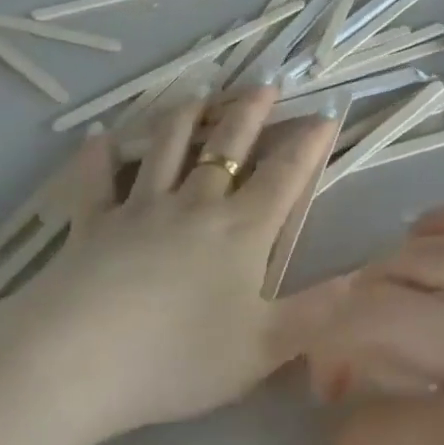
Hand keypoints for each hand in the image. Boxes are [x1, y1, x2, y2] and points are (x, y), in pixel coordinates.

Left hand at [5, 85, 346, 440]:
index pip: (284, 175)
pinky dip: (97, 156)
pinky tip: (97, 137)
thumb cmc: (179, 357)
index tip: (326, 115)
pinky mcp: (94, 220)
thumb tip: (362, 280)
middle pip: (227, 145)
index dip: (308, 144)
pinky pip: (96, 179)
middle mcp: (194, 204)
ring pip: (167, 146)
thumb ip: (315, 313)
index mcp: (240, 231)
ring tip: (199, 94)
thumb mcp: (263, 348)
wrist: (81, 359)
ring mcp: (140, 206)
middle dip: (250, 112)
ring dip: (185, 116)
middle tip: (264, 84)